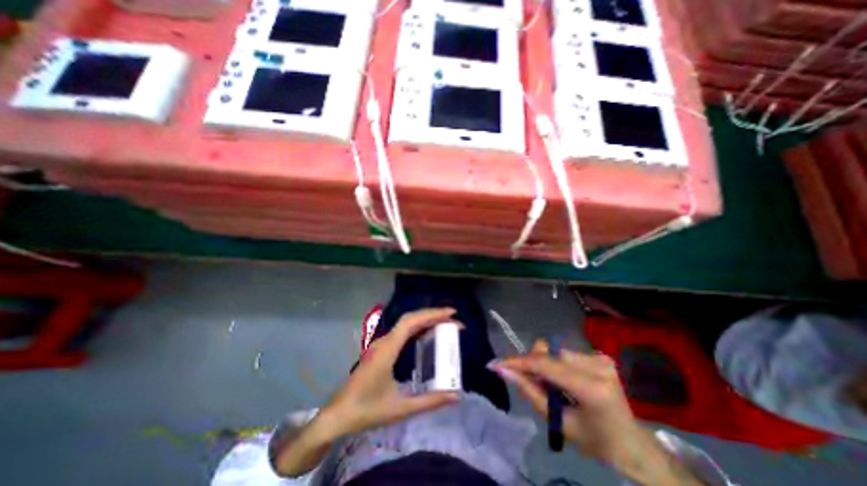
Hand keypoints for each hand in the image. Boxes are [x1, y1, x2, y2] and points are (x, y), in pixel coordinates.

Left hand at [322, 310, 459, 438]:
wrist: (337, 415)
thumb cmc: (366, 411)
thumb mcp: (400, 408)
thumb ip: (429, 401)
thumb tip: (455, 396)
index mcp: (388, 349)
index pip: (411, 322)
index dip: (432, 314)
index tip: (451, 313)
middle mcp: (384, 341)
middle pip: (410, 319)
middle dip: (433, 315)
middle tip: (453, 320)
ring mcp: (381, 344)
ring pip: (406, 324)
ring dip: (425, 320)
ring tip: (444, 324)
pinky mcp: (380, 349)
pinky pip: (402, 332)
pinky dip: (417, 328)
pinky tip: (426, 335)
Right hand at [494, 341, 703, 485]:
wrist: (633, 445)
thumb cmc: (597, 443)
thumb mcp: (560, 423)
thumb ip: (531, 393)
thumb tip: (504, 371)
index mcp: (592, 388)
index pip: (546, 365)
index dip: (519, 362)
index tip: (497, 363)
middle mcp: (597, 365)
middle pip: (550, 354)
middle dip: (533, 365)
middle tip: (526, 380)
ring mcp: (601, 358)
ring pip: (556, 353)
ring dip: (545, 366)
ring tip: (549, 385)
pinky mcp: (600, 356)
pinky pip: (566, 354)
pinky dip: (557, 365)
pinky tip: (563, 381)